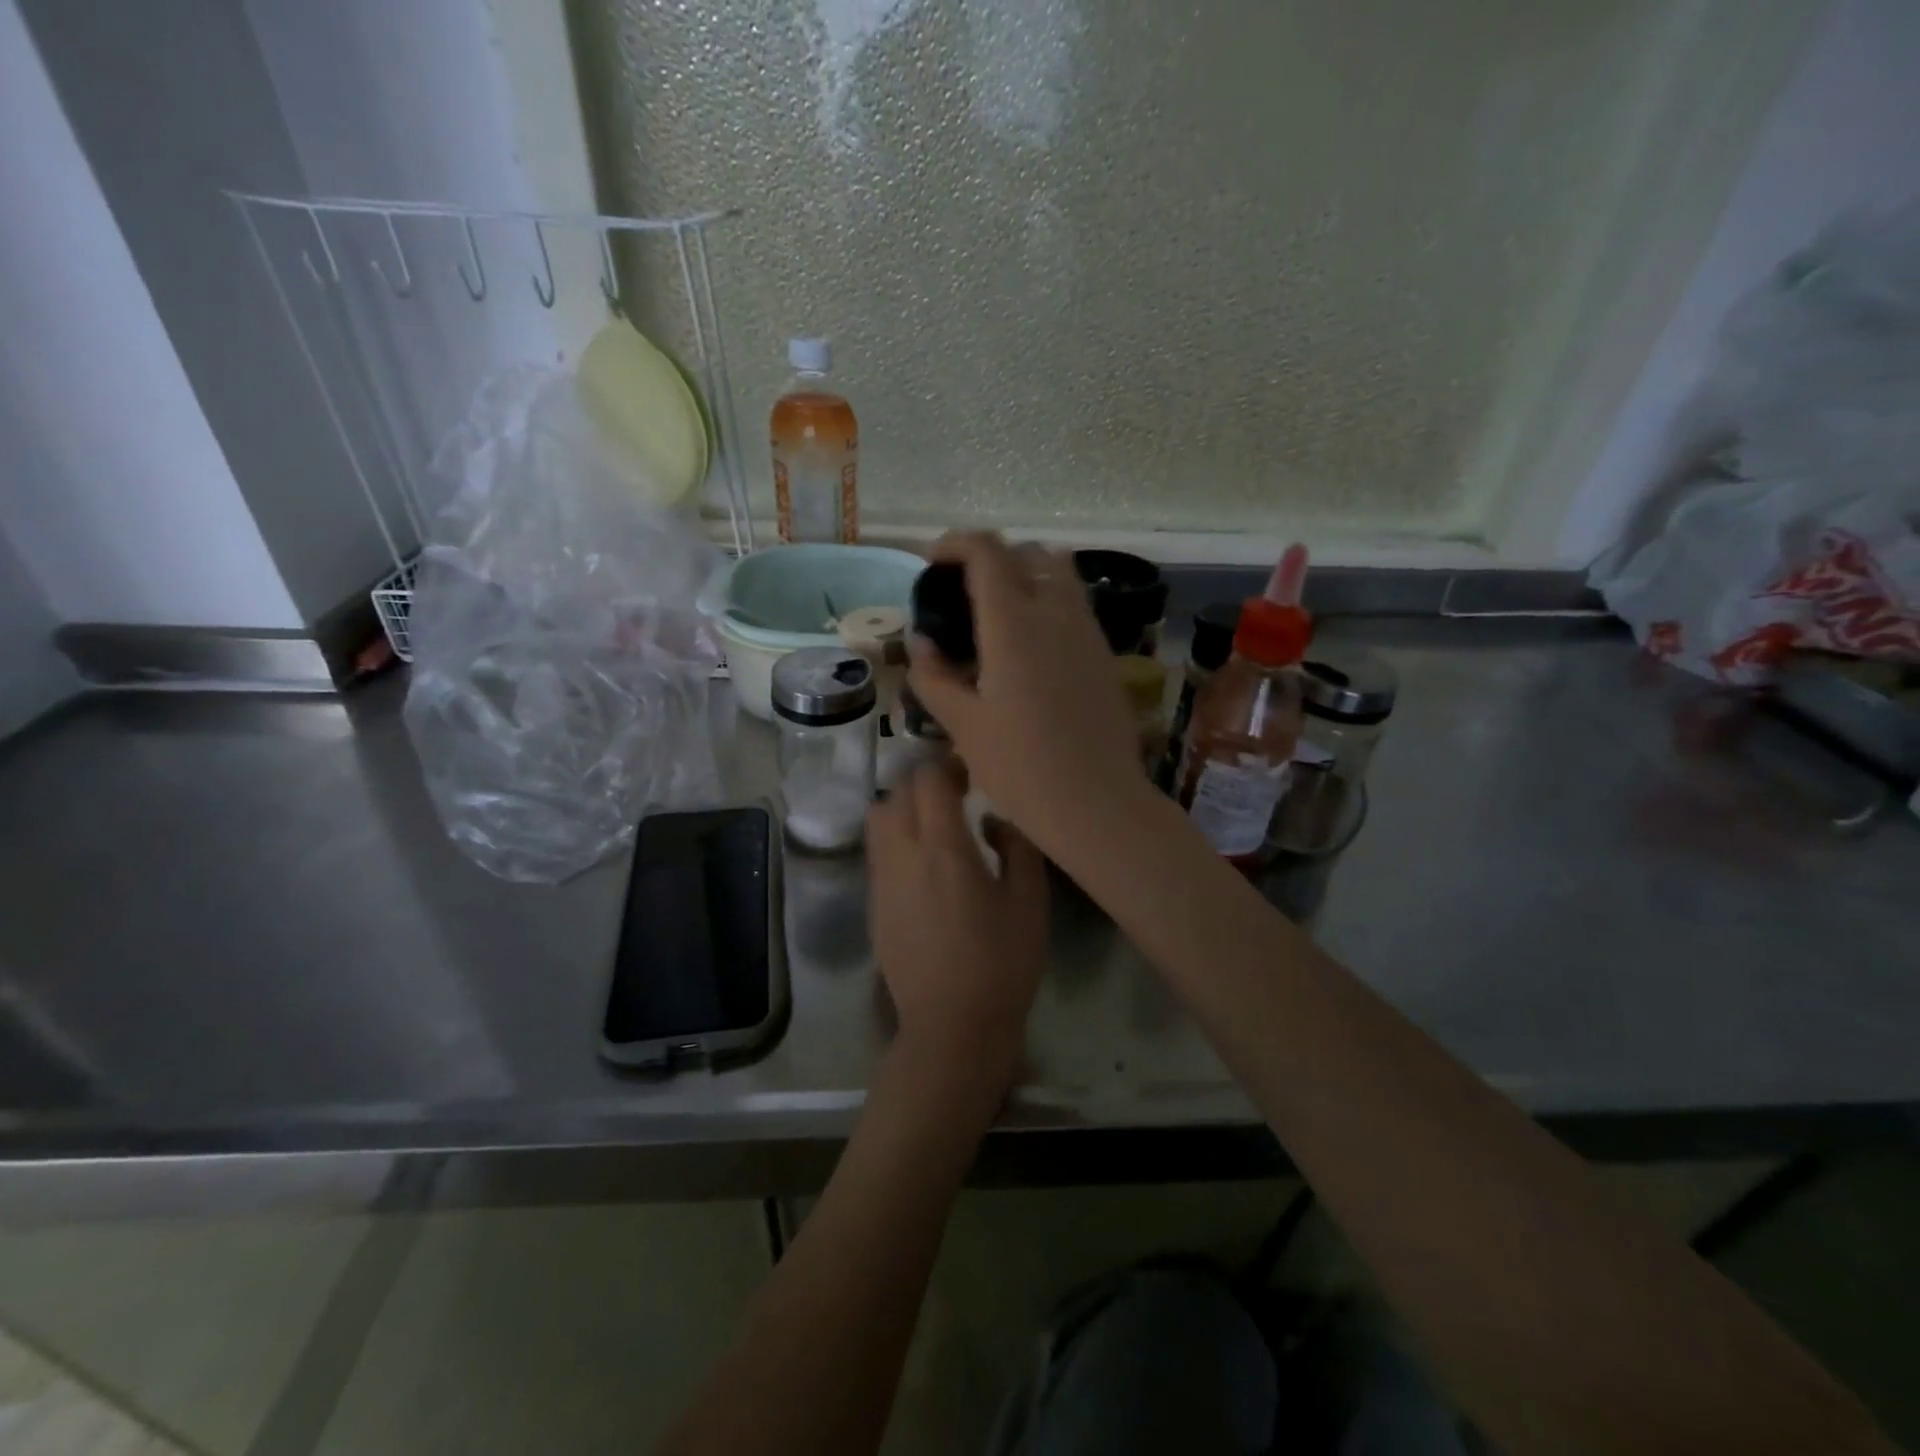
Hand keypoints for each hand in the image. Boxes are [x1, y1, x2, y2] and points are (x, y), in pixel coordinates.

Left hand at [866, 760, 1049, 1097]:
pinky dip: (896, 837)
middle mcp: (902, 854)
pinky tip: (923, 863)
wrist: (951, 1025)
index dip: (948, 765)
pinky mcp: (873, 903)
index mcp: (943, 848)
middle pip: (898, 791)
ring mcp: (881, 879)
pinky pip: (878, 850)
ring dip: (904, 807)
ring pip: (879, 817)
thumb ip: (1016, 846)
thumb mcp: (1030, 901)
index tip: (972, 774)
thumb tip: (993, 821)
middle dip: (926, 783)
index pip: (928, 779)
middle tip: (957, 795)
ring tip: (935, 825)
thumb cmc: (1001, 963)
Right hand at [906, 532, 1147, 862]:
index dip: (956, 543)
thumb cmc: (1021, 769)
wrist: (1097, 804)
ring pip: (1059, 573)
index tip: (933, 561)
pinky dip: (1049, 603)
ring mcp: (1087, 632)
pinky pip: (1075, 605)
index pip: (987, 552)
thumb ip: (935, 677)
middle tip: (964, 591)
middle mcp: (1056, 613)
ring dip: (1025, 575)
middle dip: (991, 557)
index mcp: (1014, 624)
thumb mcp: (963, 726)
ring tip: (998, 614)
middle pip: (1027, 552)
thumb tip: (921, 644)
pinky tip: (1031, 647)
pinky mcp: (1105, 654)